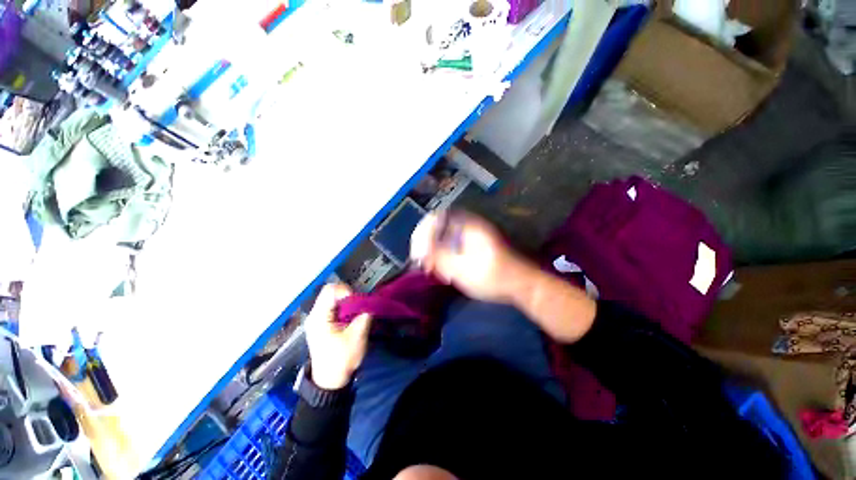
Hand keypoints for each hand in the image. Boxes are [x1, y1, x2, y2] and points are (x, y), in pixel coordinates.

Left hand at [304, 283, 371, 389]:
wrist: (329, 382)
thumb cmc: (342, 360)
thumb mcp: (357, 337)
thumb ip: (364, 315)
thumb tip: (370, 302)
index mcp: (319, 317)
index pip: (331, 290)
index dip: (347, 291)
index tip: (358, 303)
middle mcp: (314, 314)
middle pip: (331, 291)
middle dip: (348, 296)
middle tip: (359, 307)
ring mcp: (316, 318)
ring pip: (332, 298)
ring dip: (347, 302)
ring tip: (356, 313)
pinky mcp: (321, 323)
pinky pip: (332, 306)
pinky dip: (343, 308)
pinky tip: (350, 318)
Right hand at [411, 210, 535, 303]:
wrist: (520, 285)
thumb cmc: (493, 277)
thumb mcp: (462, 269)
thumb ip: (439, 258)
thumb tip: (421, 251)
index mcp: (468, 226)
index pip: (437, 218)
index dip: (423, 231)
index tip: (418, 249)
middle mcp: (469, 227)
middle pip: (439, 227)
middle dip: (426, 242)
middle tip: (421, 259)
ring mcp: (473, 237)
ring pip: (445, 237)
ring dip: (434, 249)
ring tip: (429, 266)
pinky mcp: (475, 248)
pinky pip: (453, 245)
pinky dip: (443, 255)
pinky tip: (442, 269)